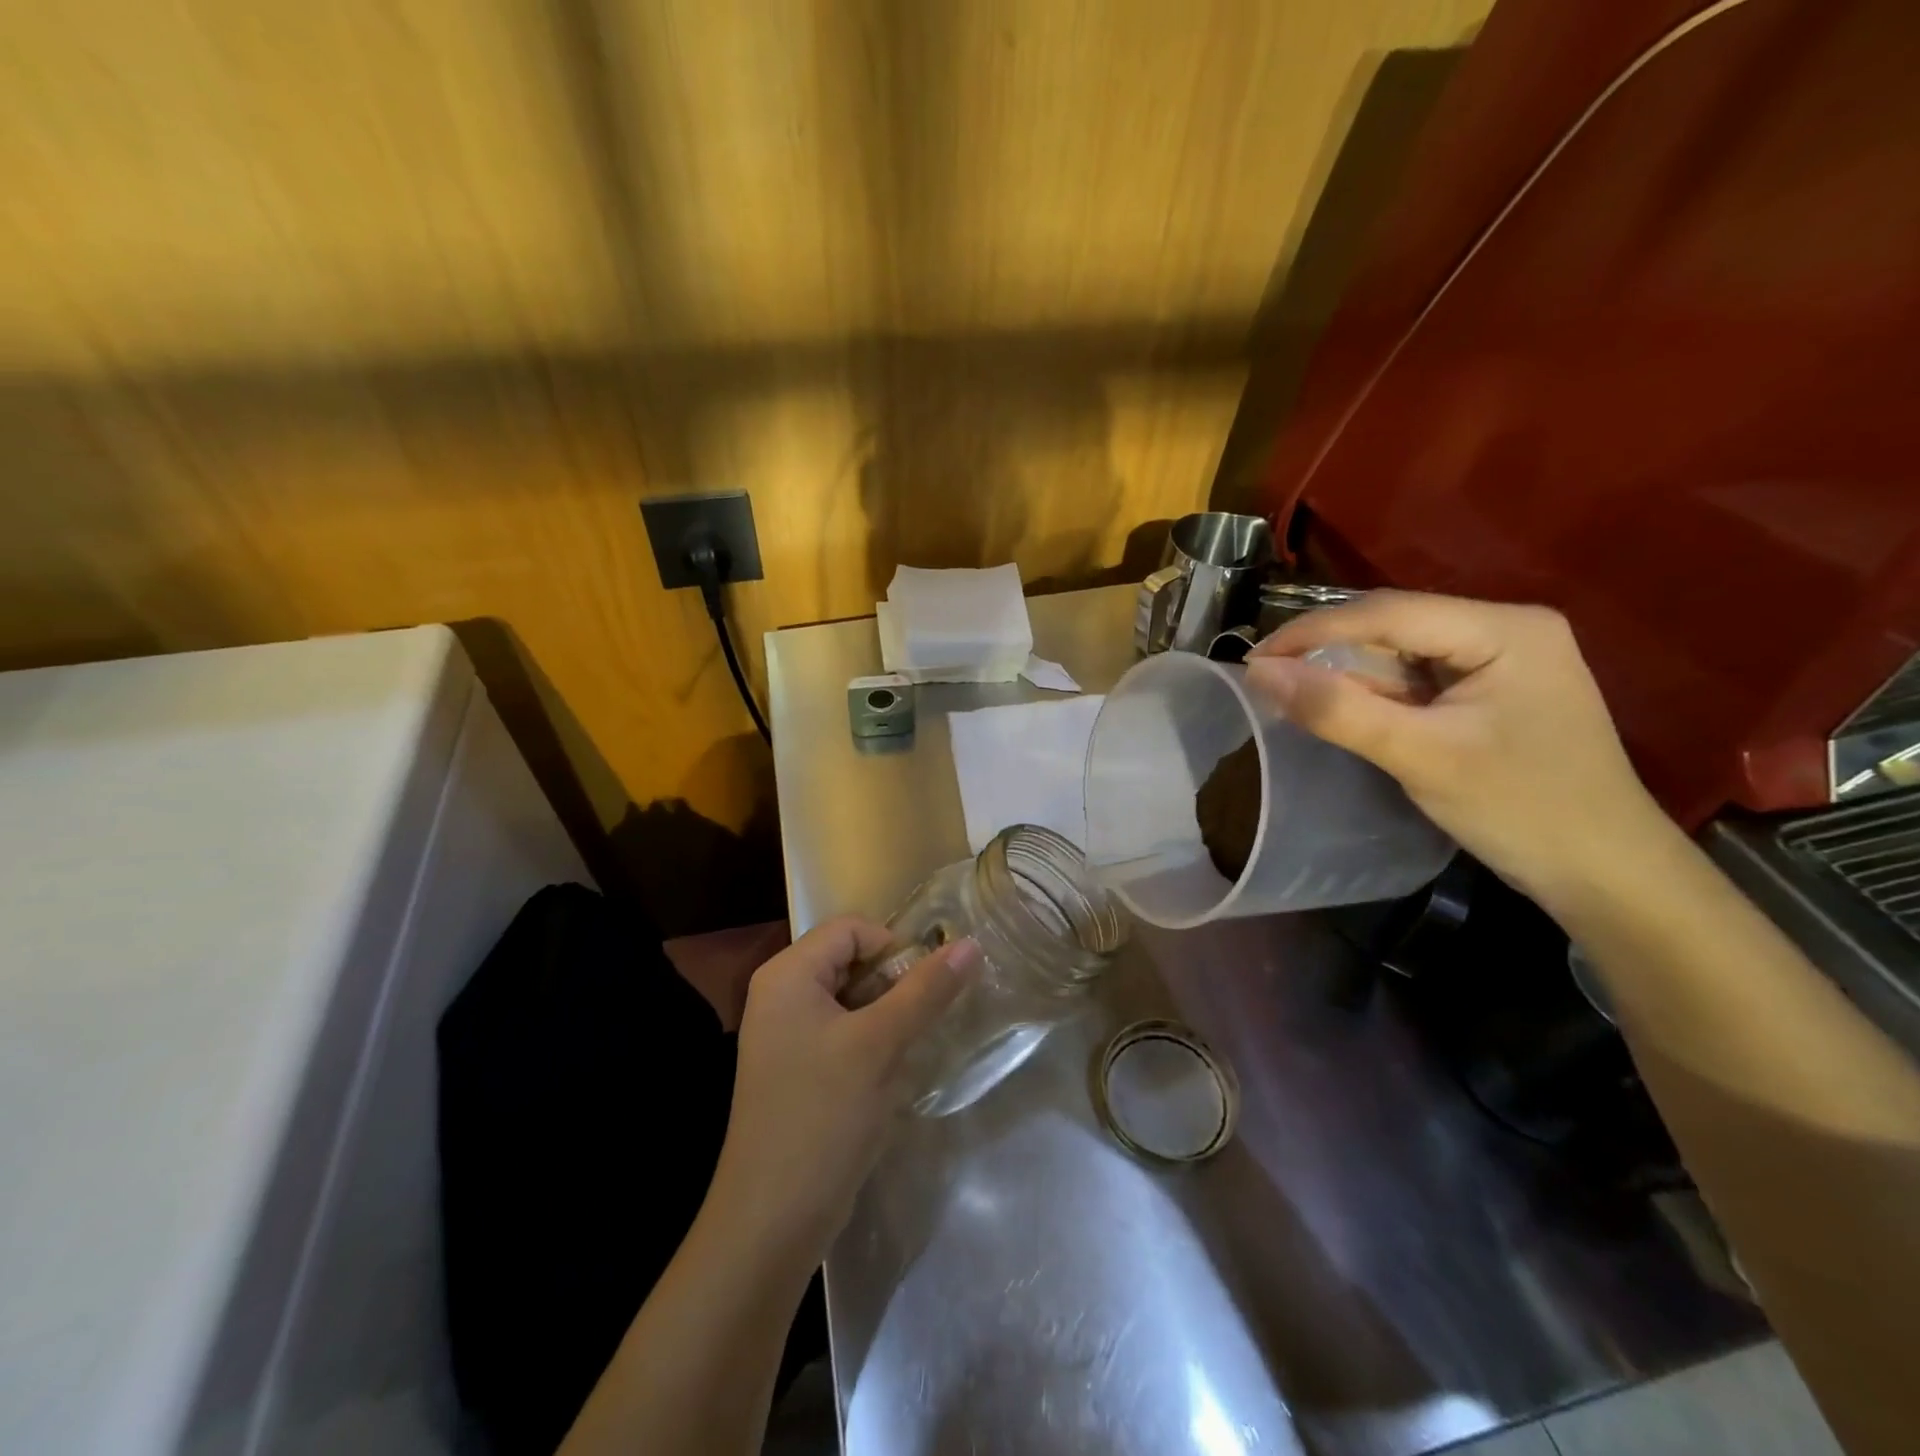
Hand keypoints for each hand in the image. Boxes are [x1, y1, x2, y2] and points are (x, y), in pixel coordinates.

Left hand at [707, 917, 980, 1257]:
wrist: (771, 1220)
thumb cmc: (823, 1116)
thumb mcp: (880, 1045)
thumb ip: (926, 990)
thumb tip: (971, 944)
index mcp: (788, 975)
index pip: (851, 929)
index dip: (894, 947)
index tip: (925, 987)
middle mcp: (781, 995)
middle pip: (851, 961)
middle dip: (893, 986)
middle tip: (923, 1020)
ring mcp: (786, 1034)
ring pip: (852, 1001)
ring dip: (887, 1018)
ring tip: (908, 1049)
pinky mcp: (797, 1069)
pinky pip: (842, 1033)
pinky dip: (871, 1044)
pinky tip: (889, 1075)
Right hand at [1246, 590, 1680, 915]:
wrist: (1607, 876)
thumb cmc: (1523, 810)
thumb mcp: (1421, 757)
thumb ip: (1338, 710)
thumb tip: (1258, 673)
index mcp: (1504, 629)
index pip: (1388, 612)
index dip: (1312, 631)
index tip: (1252, 660)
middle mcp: (1503, 630)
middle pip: (1393, 626)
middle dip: (1326, 650)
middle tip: (1265, 678)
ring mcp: (1498, 661)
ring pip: (1398, 653)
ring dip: (1344, 673)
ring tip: (1288, 693)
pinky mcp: (1488, 693)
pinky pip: (1413, 680)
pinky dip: (1371, 694)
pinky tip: (1338, 708)